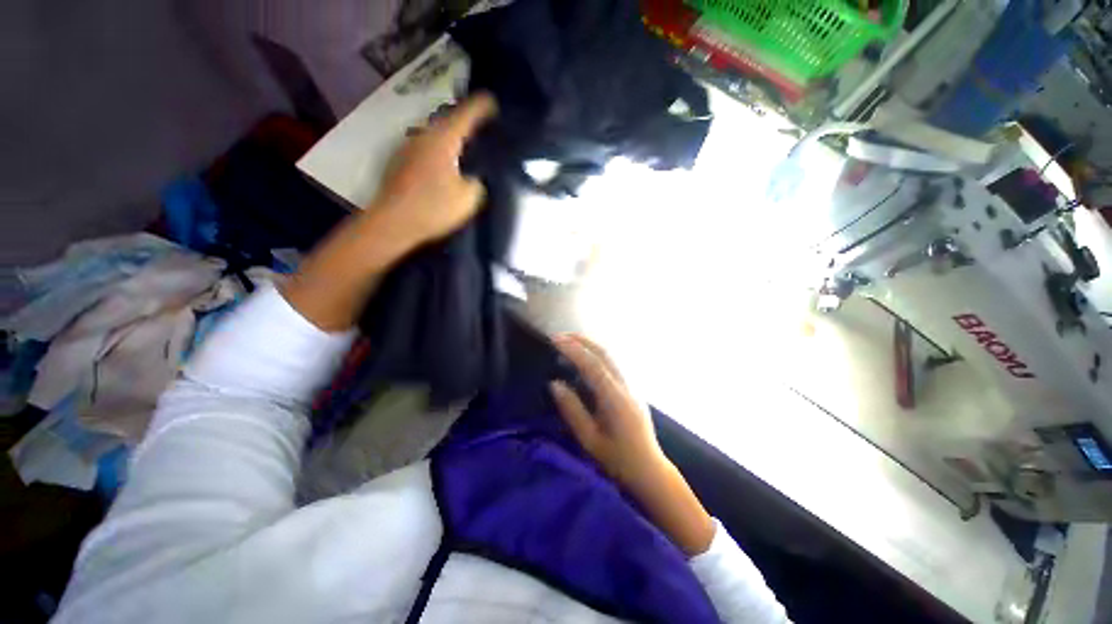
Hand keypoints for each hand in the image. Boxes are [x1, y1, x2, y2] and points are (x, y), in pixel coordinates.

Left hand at [374, 93, 497, 247]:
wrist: (393, 222)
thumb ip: (477, 183)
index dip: (481, 107)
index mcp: (442, 140)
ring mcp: (409, 147)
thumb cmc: (433, 208)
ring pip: (435, 134)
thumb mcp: (468, 199)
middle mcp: (423, 136)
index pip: (465, 115)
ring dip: (451, 135)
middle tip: (482, 125)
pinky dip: (440, 149)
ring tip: (465, 143)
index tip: (493, 101)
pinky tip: (446, 162)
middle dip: (465, 120)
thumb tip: (474, 177)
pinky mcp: (401, 161)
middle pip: (448, 120)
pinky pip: (426, 147)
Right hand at [549, 334, 666, 485]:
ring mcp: (632, 386)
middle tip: (559, 336)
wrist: (649, 470)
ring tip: (569, 342)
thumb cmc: (617, 459)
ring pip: (611, 356)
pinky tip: (585, 359)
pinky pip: (613, 364)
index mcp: (614, 399)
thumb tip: (554, 383)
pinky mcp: (632, 389)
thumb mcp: (588, 439)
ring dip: (590, 345)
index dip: (573, 350)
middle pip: (605, 354)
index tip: (555, 340)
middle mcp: (626, 386)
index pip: (592, 365)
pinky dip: (597, 355)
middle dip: (581, 341)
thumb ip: (571, 409)